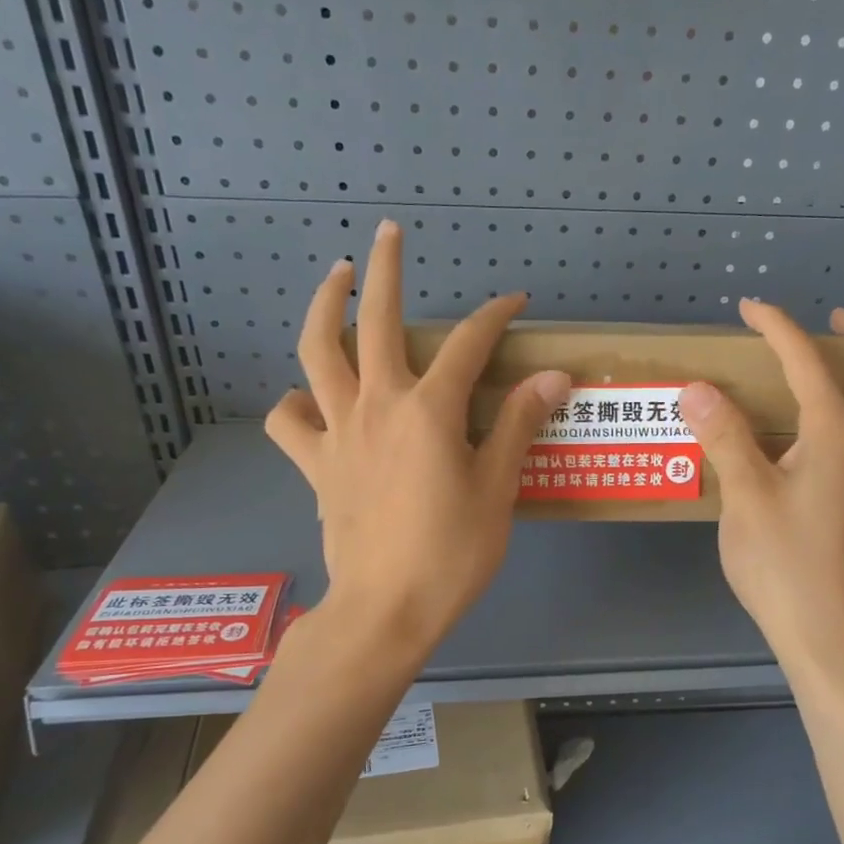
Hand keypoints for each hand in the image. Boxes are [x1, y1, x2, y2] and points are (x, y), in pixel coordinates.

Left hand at [265, 220, 569, 655]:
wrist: (386, 609)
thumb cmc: (451, 553)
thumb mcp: (498, 489)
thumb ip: (518, 425)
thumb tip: (553, 376)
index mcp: (429, 410)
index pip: (471, 343)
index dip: (496, 315)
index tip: (516, 303)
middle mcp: (377, 405)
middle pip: (376, 320)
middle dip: (386, 269)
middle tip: (387, 233)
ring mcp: (338, 432)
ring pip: (316, 353)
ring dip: (325, 308)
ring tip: (337, 282)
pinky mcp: (315, 464)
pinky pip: (290, 420)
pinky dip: (295, 401)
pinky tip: (311, 398)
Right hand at [678, 300, 843, 664]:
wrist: (827, 633)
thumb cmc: (782, 562)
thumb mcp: (744, 494)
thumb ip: (724, 436)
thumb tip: (698, 388)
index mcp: (837, 432)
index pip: (807, 362)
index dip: (778, 328)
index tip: (750, 308)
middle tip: (834, 321)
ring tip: (838, 384)